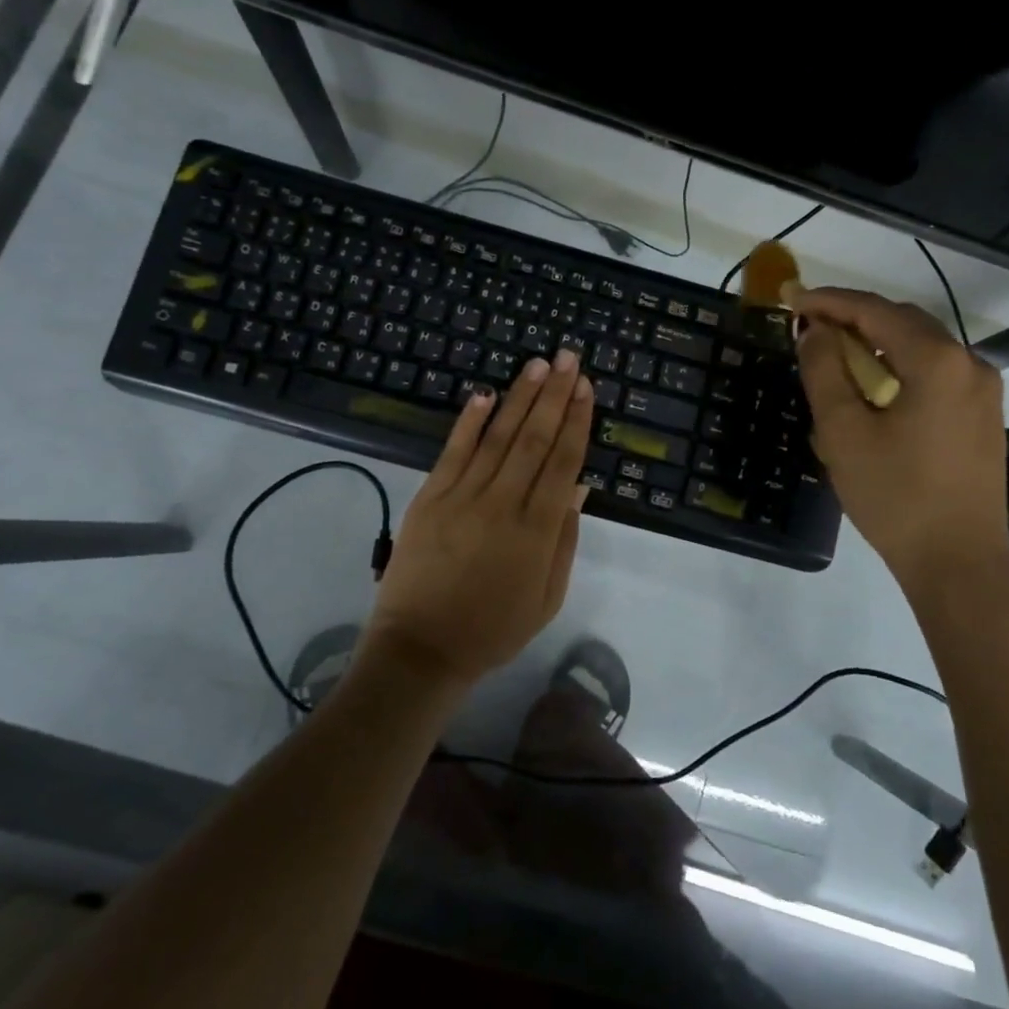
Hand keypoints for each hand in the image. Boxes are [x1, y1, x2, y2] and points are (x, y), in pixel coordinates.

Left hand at [367, 349, 593, 683]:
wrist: (422, 650)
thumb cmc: (493, 629)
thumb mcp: (547, 597)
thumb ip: (564, 540)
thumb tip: (578, 486)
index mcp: (537, 531)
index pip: (563, 462)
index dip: (577, 421)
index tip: (586, 387)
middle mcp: (503, 504)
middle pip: (534, 439)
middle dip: (555, 395)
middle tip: (569, 358)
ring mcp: (462, 498)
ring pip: (498, 437)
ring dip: (520, 398)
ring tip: (538, 364)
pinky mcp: (429, 498)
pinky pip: (453, 452)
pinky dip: (469, 421)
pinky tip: (485, 393)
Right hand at [793, 288, 1008, 592]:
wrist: (959, 563)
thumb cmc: (895, 497)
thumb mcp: (844, 432)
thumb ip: (824, 371)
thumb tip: (815, 331)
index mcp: (937, 361)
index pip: (875, 310)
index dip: (829, 301)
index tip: (792, 302)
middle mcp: (969, 363)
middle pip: (903, 321)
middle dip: (853, 318)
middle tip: (810, 329)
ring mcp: (983, 390)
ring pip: (922, 346)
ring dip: (877, 342)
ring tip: (835, 357)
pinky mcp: (983, 416)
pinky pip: (936, 372)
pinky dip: (900, 367)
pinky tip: (874, 388)